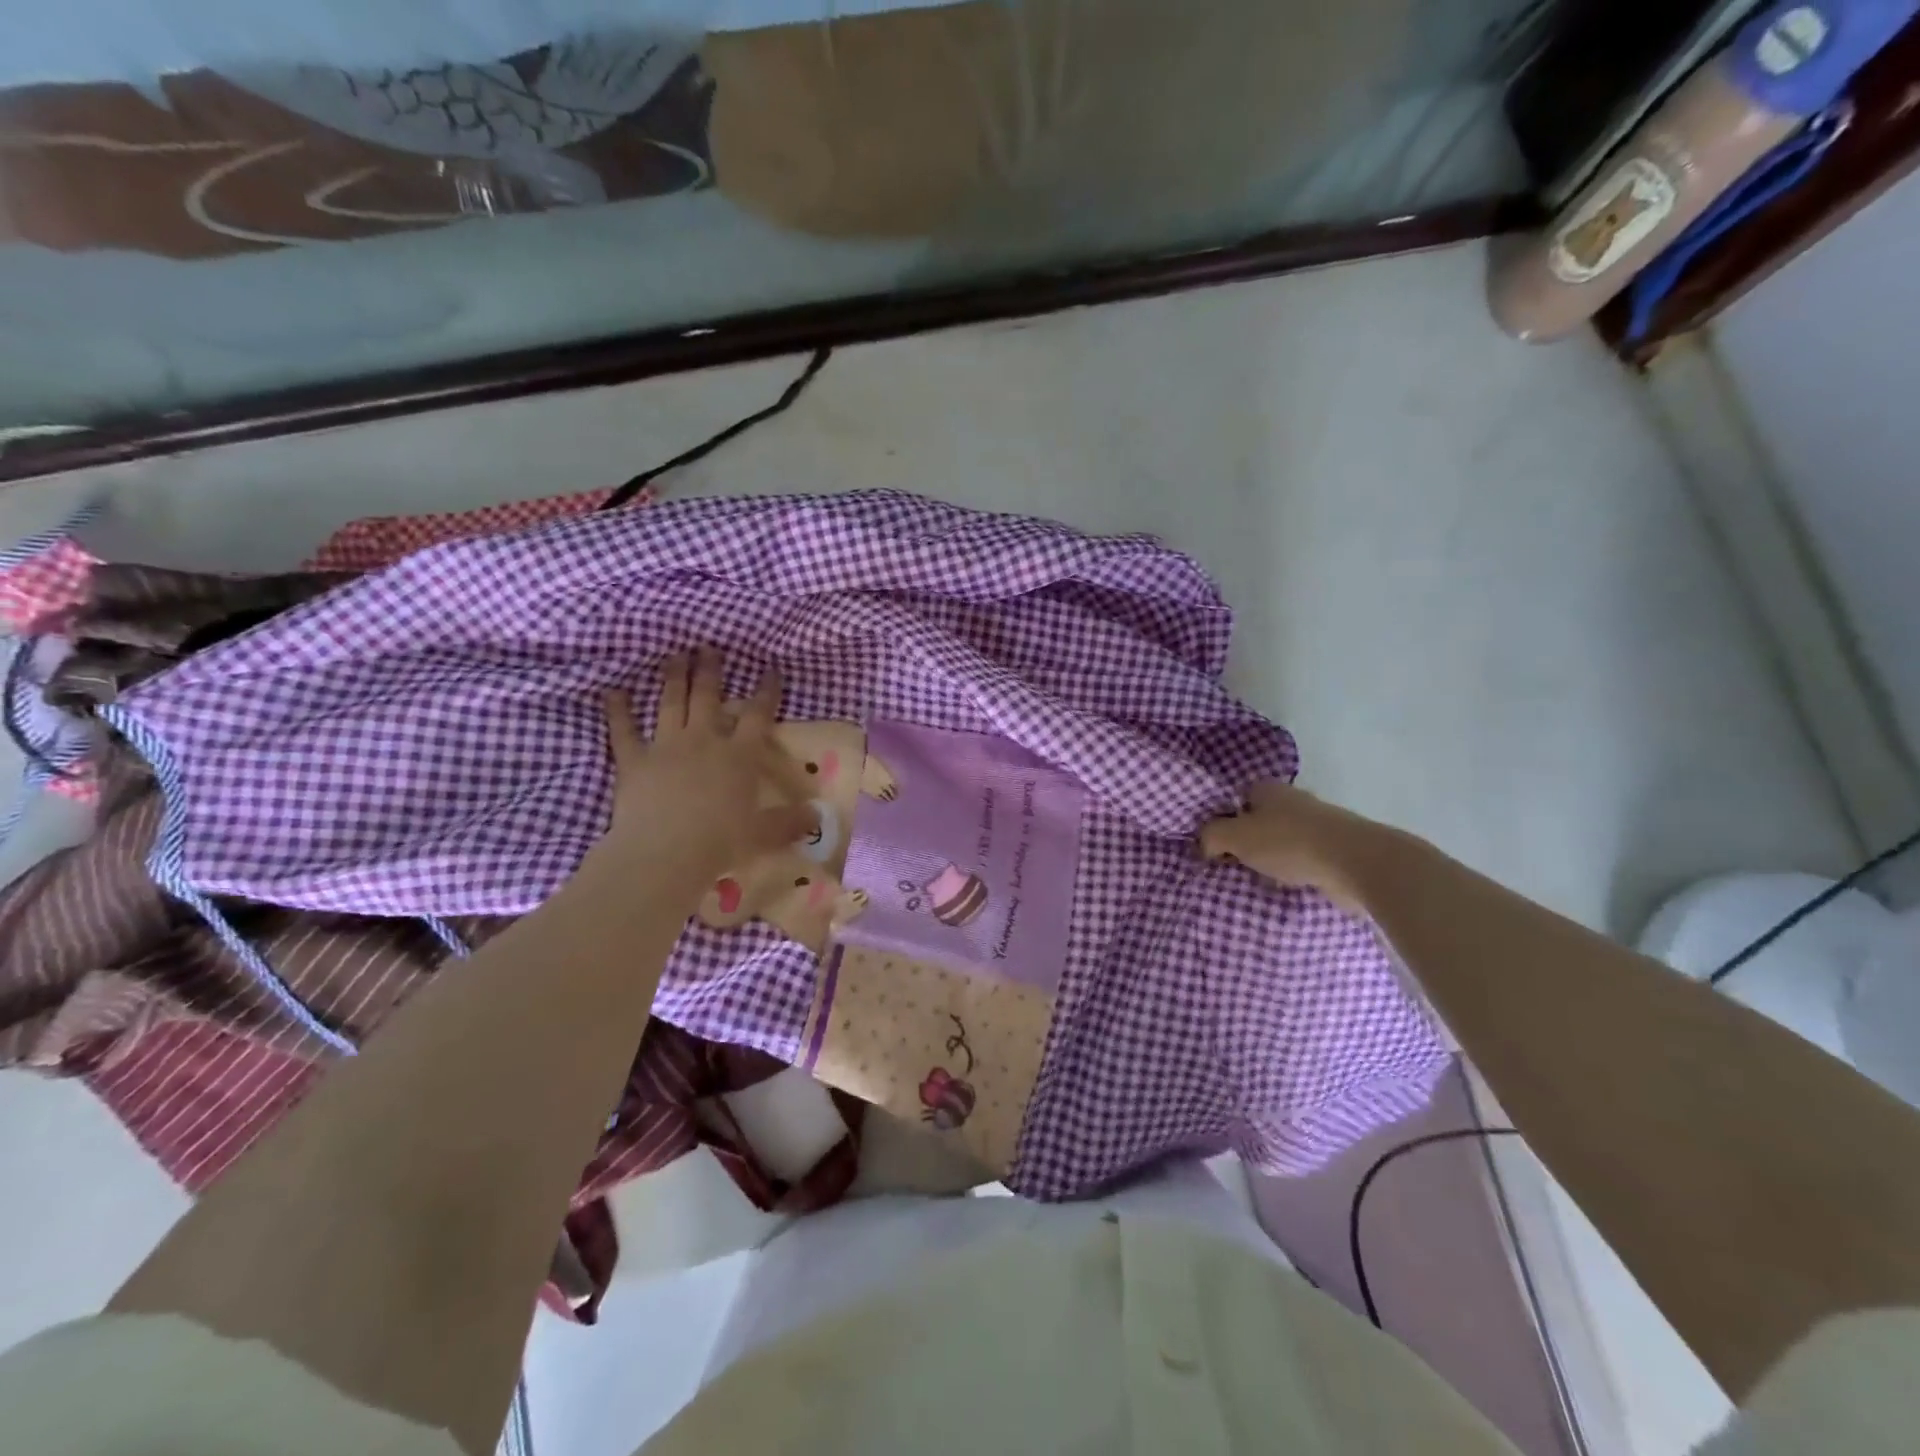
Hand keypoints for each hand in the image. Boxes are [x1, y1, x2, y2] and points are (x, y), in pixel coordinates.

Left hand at [599, 651, 815, 885]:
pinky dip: (617, 710)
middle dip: (709, 670)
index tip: (771, 670)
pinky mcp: (633, 761)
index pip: (757, 715)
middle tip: (708, 647)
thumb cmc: (721, 842)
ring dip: (672, 677)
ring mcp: (666, 746)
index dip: (766, 691)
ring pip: (670, 703)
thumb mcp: (764, 834)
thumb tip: (816, 817)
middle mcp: (704, 740)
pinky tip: (612, 691)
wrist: (665, 853)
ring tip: (674, 656)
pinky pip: (623, 730)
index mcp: (739, 755)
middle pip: (708, 697)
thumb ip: (790, 822)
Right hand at [1200, 780, 1391, 913]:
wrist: (1355, 862)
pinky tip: (1286, 886)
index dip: (1223, 819)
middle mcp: (1293, 800)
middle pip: (1260, 819)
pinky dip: (1294, 870)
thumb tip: (1205, 845)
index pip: (1236, 798)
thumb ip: (1211, 836)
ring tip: (1257, 880)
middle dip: (1247, 841)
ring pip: (1282, 840)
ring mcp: (1318, 824)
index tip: (1215, 845)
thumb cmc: (1288, 842)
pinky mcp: (1336, 849)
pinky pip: (1303, 859)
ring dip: (1272, 858)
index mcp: (1267, 789)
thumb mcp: (1235, 836)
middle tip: (1232, 865)